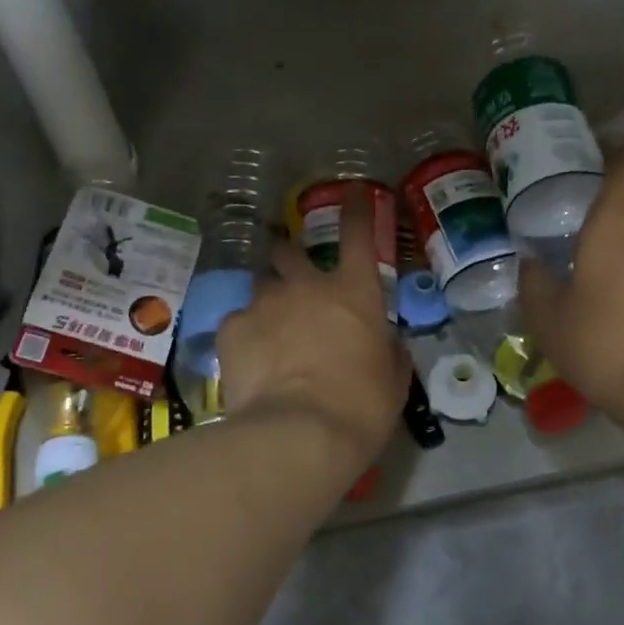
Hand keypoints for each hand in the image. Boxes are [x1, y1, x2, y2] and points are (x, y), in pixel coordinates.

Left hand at [216, 192, 411, 465]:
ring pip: (260, 288)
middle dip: (288, 256)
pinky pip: (237, 323)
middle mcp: (306, 286)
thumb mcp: (392, 381)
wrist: (299, 434)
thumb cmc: (360, 406)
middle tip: (290, 274)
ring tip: (268, 335)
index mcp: (353, 292)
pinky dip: (243, 336)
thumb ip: (388, 352)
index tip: (351, 191)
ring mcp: (264, 304)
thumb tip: (386, 344)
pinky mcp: (231, 328)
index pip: (358, 235)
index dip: (356, 209)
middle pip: (289, 252)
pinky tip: (248, 364)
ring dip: (267, 303)